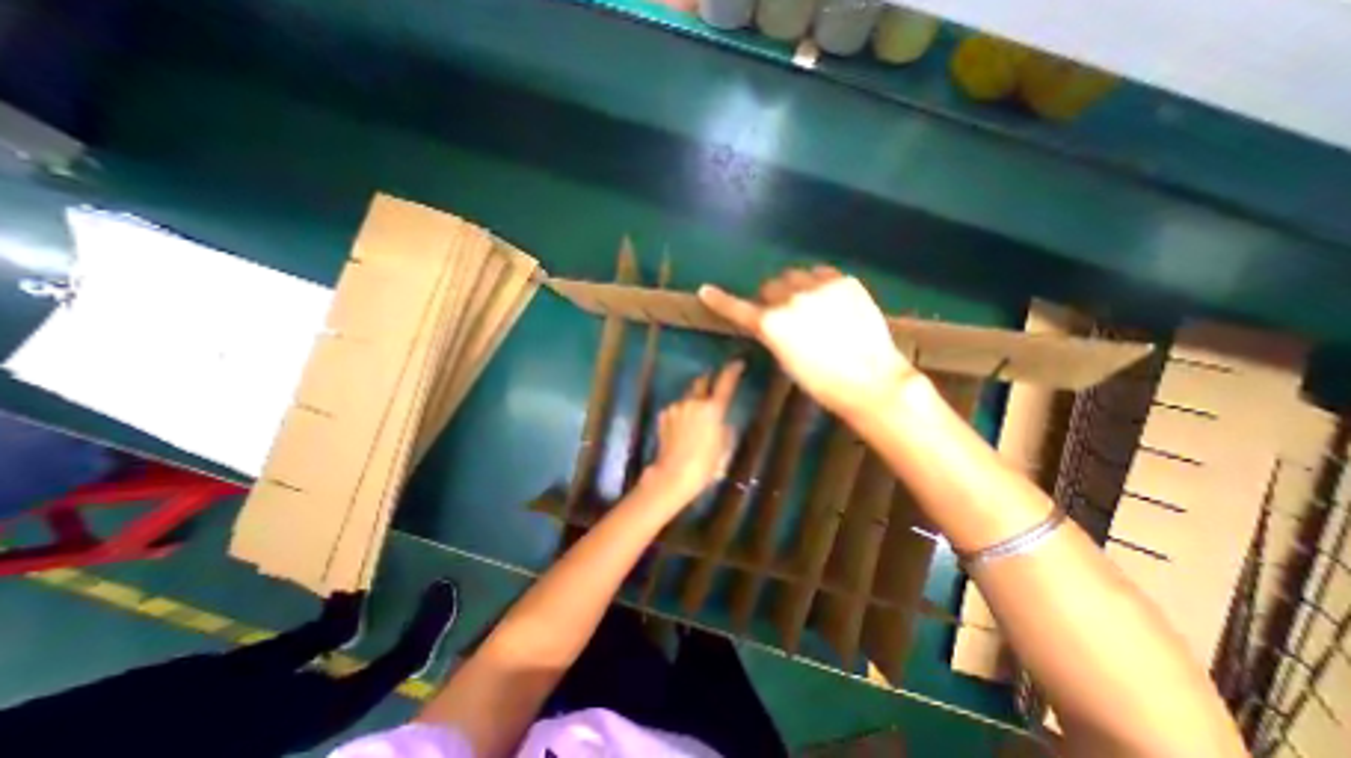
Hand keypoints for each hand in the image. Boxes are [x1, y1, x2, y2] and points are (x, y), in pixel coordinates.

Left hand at [646, 362, 742, 498]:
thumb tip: (721, 422)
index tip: (738, 363)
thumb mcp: (724, 448)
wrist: (673, 475)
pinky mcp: (663, 415)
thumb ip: (725, 429)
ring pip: (688, 397)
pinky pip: (676, 409)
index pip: (726, 382)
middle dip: (708, 380)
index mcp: (713, 409)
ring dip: (693, 400)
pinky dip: (681, 412)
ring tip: (695, 417)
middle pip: (701, 382)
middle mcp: (693, 402)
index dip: (733, 371)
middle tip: (712, 384)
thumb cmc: (705, 465)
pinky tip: (682, 427)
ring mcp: (676, 407)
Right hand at [704, 265, 910, 418]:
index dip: (720, 301)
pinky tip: (831, 301)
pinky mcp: (844, 281)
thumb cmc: (822, 382)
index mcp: (772, 324)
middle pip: (770, 286)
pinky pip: (821, 274)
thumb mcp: (786, 360)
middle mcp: (790, 299)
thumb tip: (771, 319)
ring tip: (812, 306)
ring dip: (795, 288)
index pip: (738, 308)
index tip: (705, 291)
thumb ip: (773, 334)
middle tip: (787, 315)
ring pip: (795, 276)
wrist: (871, 379)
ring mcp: (819, 287)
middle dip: (773, 298)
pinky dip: (819, 284)